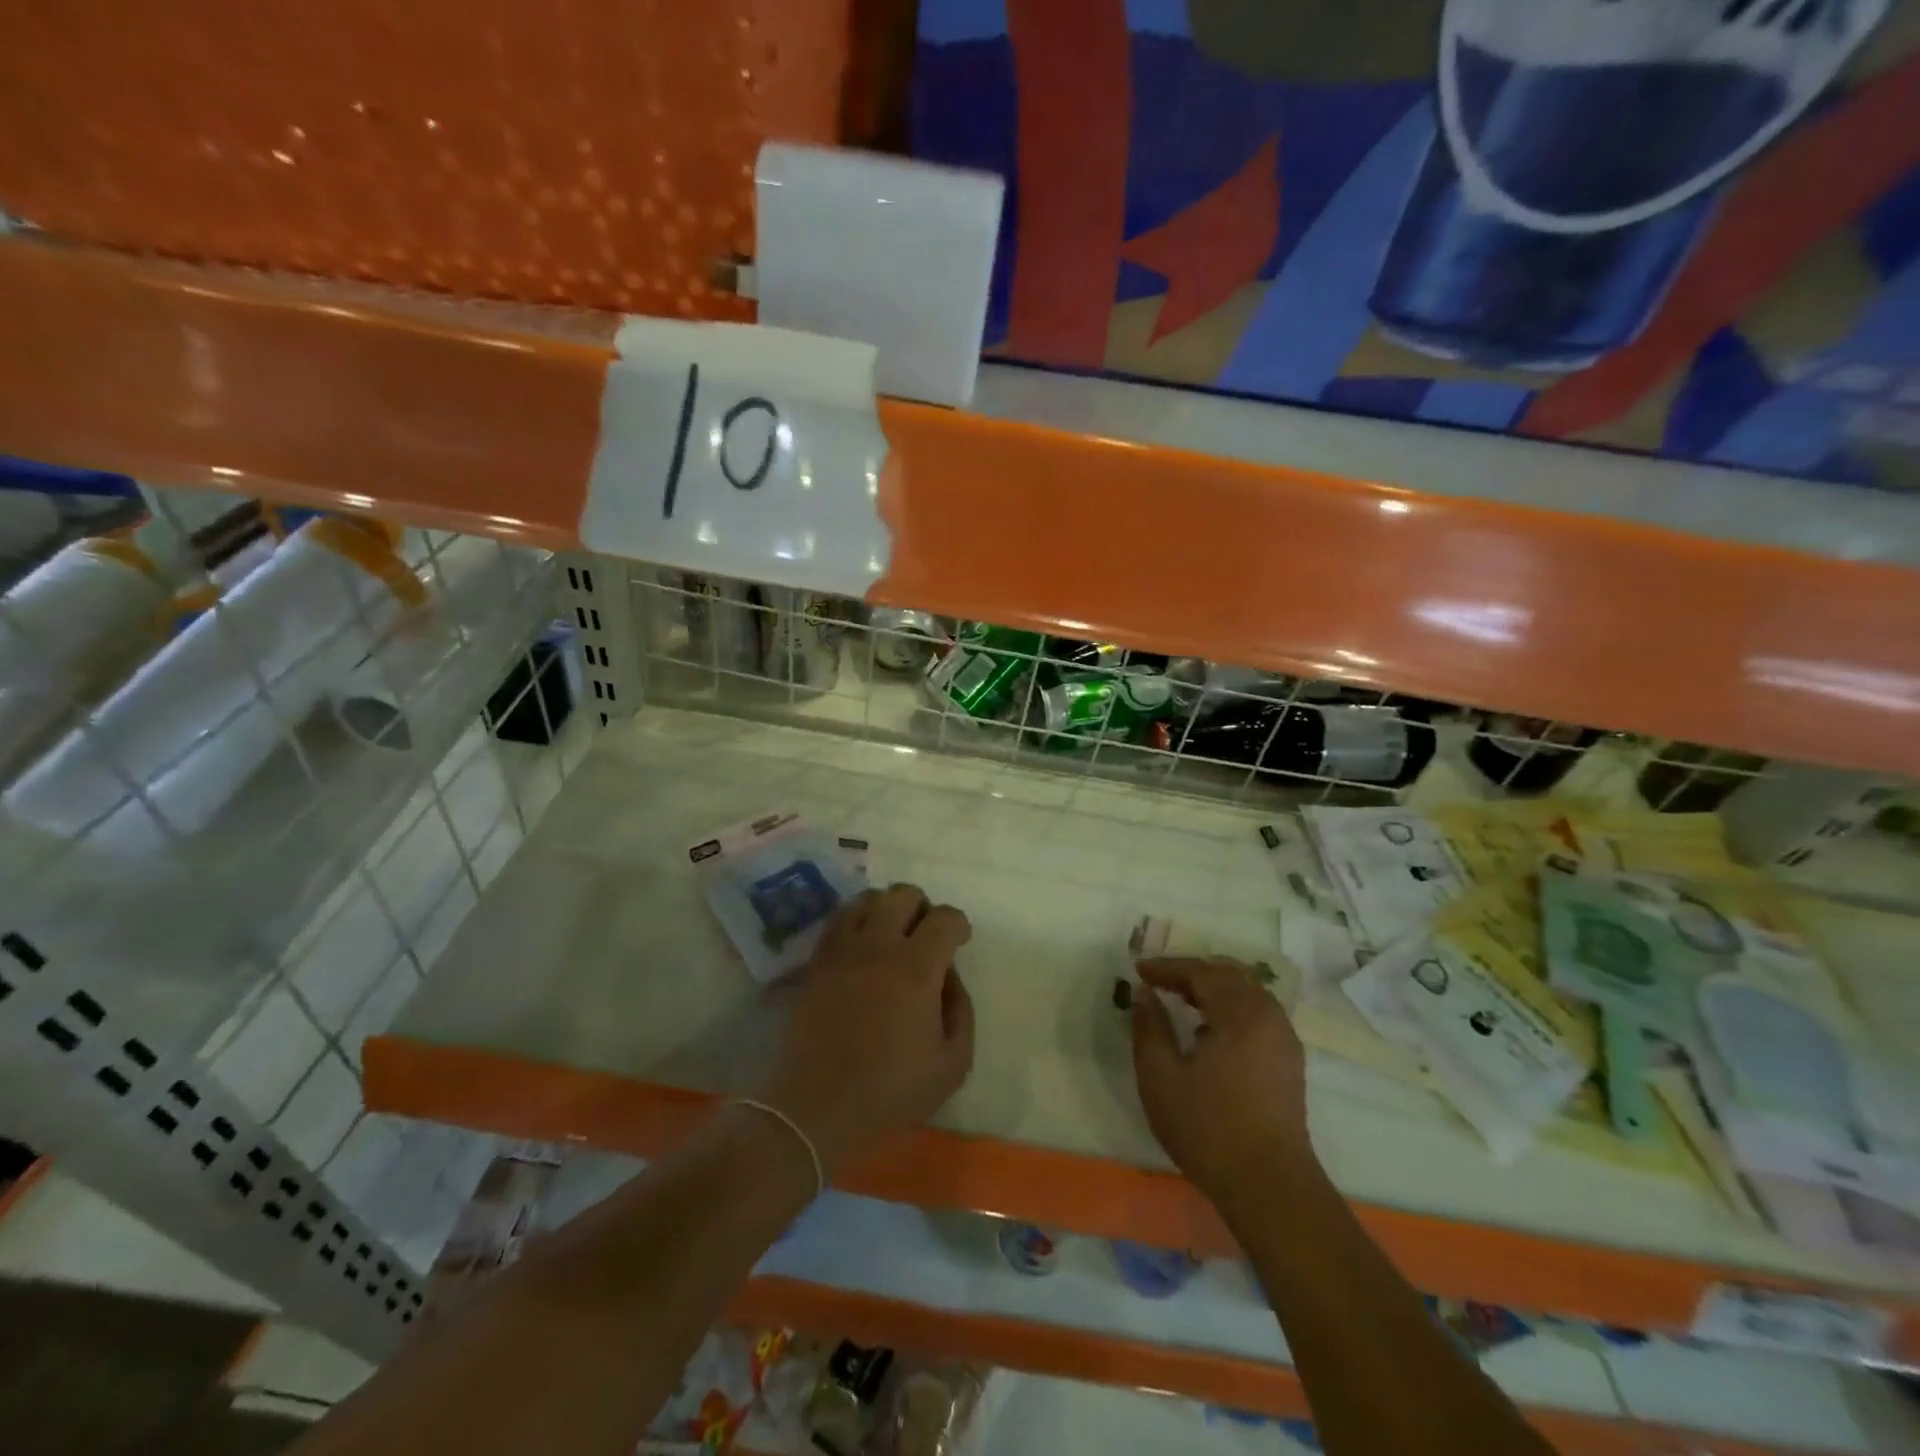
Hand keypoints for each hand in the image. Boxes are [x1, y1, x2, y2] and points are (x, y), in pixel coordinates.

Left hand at [757, 884, 974, 1174]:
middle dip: (923, 907)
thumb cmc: (889, 1091)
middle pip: (903, 894)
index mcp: (916, 967)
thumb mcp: (952, 1063)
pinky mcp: (816, 961)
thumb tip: (949, 976)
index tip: (960, 941)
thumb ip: (961, 1011)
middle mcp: (878, 945)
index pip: (945, 917)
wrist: (815, 1107)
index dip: (958, 924)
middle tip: (925, 936)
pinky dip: (855, 922)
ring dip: (886, 908)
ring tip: (891, 936)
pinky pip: (837, 920)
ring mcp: (842, 949)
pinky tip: (861, 948)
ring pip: (867, 899)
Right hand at [1131, 957, 1313, 1203]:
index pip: (1201, 972)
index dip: (1167, 967)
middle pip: (1229, 975)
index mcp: (1241, 1013)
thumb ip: (1149, 1028)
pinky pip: (1258, 1015)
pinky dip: (1230, 1008)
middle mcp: (1269, 1016)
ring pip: (1247, 993)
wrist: (1269, 1187)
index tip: (1138, 970)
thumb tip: (1145, 994)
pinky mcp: (1289, 1062)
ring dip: (1213, 989)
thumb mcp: (1160, 1077)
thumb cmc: (1208, 1128)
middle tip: (1160, 981)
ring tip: (1181, 1000)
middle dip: (1192, 973)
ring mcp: (1284, 1039)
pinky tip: (1209, 1031)